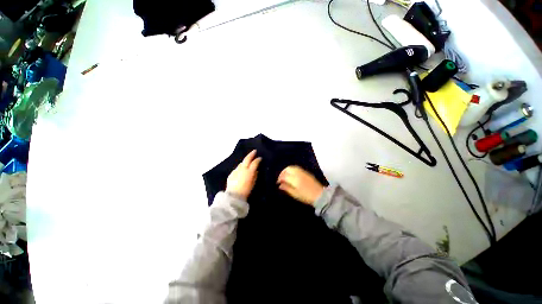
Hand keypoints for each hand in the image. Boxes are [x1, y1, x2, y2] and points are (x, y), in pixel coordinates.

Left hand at [226, 150, 261, 199]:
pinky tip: (241, 169)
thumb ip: (255, 175)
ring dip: (245, 161)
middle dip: (251, 154)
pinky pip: (237, 168)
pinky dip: (240, 167)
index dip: (258, 159)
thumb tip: (256, 170)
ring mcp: (236, 170)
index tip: (260, 158)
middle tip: (254, 151)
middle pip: (247, 159)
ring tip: (248, 160)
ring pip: (241, 163)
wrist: (234, 196)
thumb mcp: (253, 183)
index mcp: (249, 171)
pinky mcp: (231, 174)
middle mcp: (242, 169)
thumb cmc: (246, 191)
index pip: (255, 162)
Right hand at [277, 166, 324, 205]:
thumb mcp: (295, 194)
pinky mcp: (306, 172)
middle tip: (280, 178)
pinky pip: (297, 168)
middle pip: (288, 169)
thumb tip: (279, 185)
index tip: (278, 183)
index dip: (279, 178)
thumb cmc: (306, 196)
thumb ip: (287, 188)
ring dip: (287, 170)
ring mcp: (302, 172)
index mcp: (295, 179)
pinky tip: (291, 175)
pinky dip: (292, 169)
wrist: (320, 195)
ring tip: (285, 176)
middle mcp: (298, 173)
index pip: (284, 175)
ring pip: (292, 167)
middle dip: (282, 172)